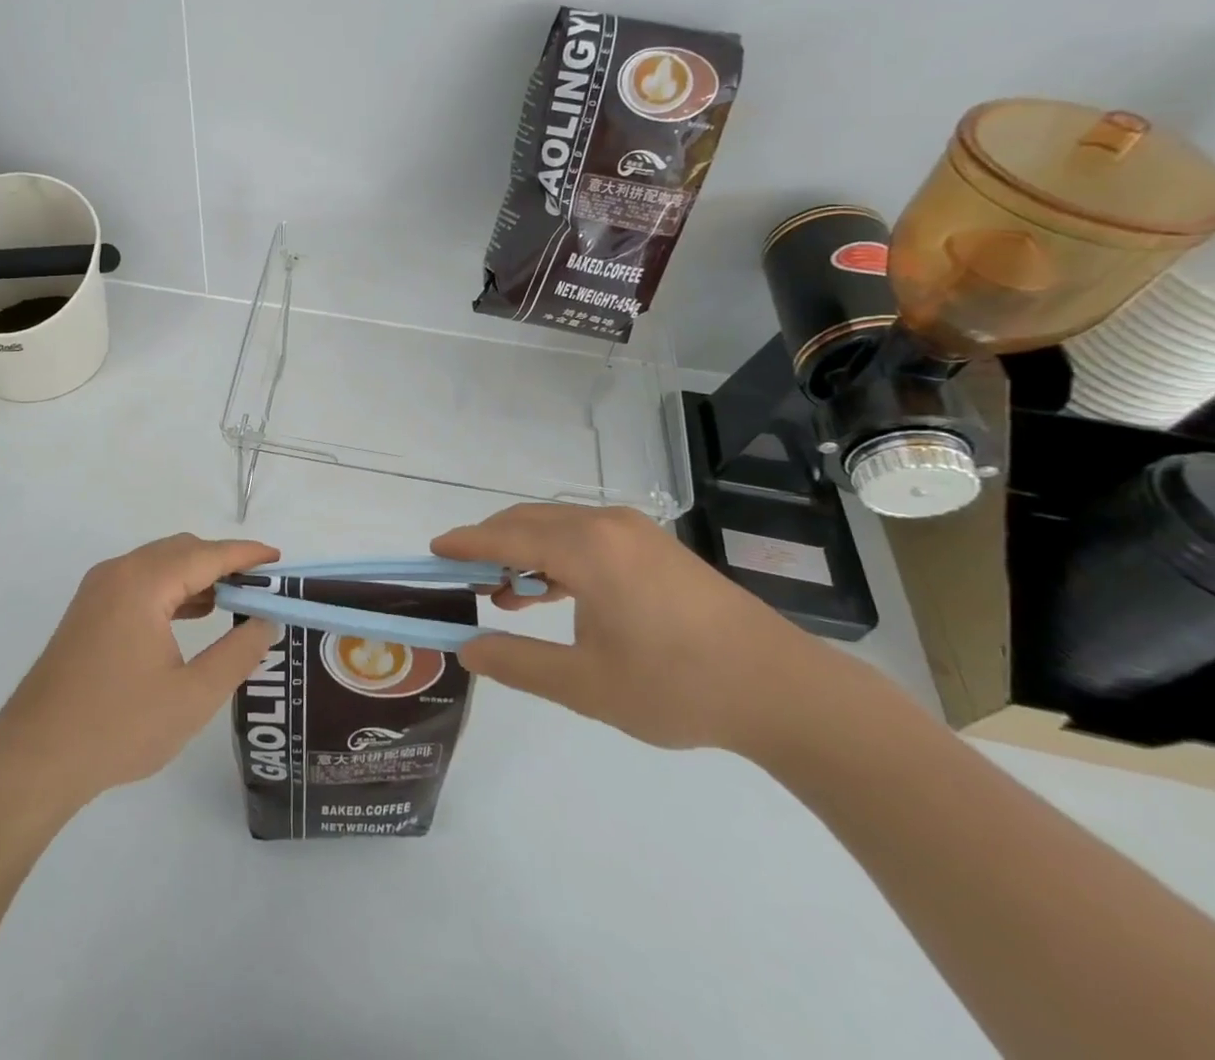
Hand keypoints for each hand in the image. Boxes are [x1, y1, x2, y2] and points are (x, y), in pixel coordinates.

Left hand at [0, 534, 280, 812]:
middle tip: (260, 587)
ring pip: (159, 564)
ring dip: (197, 575)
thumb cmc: (118, 727)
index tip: (279, 560)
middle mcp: (118, 573)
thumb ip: (237, 654)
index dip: (246, 555)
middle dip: (223, 562)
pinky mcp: (88, 610)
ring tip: (234, 601)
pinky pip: (140, 581)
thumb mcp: (192, 697)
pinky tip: (192, 615)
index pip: (207, 555)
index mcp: (143, 583)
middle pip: (182, 550)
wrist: (33, 759)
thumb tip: (265, 621)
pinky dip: (171, 589)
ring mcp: (98, 590)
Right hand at [434, 505, 826, 753]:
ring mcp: (635, 532)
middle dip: (490, 545)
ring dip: (524, 551)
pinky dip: (557, 556)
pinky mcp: (655, 547)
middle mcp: (606, 525)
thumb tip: (467, 649)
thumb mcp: (585, 685)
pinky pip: (587, 537)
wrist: (782, 691)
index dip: (465, 543)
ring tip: (503, 593)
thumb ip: (517, 663)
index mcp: (587, 548)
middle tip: (461, 577)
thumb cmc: (677, 686)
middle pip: (528, 522)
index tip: (432, 551)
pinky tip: (551, 593)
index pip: (506, 536)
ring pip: (558, 527)